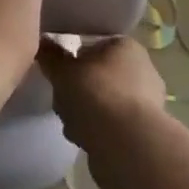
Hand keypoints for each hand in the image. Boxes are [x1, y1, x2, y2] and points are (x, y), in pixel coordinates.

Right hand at [39, 34, 167, 157]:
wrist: (127, 145)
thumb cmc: (96, 95)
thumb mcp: (64, 72)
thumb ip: (51, 57)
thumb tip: (43, 42)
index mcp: (126, 46)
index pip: (94, 46)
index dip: (74, 60)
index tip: (60, 74)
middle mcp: (142, 69)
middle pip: (97, 76)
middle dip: (76, 91)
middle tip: (63, 101)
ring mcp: (145, 102)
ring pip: (102, 103)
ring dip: (84, 113)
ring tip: (73, 124)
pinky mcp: (142, 131)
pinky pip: (111, 125)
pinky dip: (97, 131)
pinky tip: (86, 140)